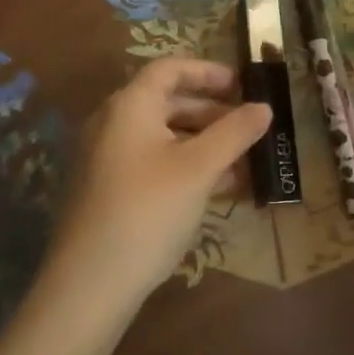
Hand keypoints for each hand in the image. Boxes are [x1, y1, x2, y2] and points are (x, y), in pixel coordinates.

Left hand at [46, 58, 270, 309]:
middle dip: (212, 112)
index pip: (170, 68)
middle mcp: (113, 122)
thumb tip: (264, 107)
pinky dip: (184, 166)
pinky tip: (216, 190)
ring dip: (202, 144)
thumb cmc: (148, 211)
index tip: (242, 85)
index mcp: (130, 105)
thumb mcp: (199, 169)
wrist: (89, 285)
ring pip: (162, 136)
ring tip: (242, 163)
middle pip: (167, 102)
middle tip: (248, 127)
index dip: (208, 71)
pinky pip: (152, 162)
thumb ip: (234, 133)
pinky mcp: (107, 190)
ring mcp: (106, 158)